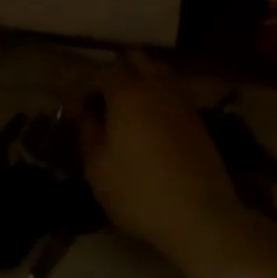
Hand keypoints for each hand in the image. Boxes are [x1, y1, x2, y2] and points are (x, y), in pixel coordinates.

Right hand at [76, 56, 242, 270]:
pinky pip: (175, 92)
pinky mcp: (199, 119)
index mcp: (126, 93)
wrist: (201, 218)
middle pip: (135, 59)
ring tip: (127, 107)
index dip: (84, 87)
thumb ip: (87, 133)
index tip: (75, 109)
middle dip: (116, 70)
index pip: (100, 72)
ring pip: (159, 71)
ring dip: (141, 79)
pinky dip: (160, 96)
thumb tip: (82, 112)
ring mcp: (182, 101)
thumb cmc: (139, 193)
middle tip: (102, 98)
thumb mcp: (98, 169)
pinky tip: (152, 121)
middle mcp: (156, 87)